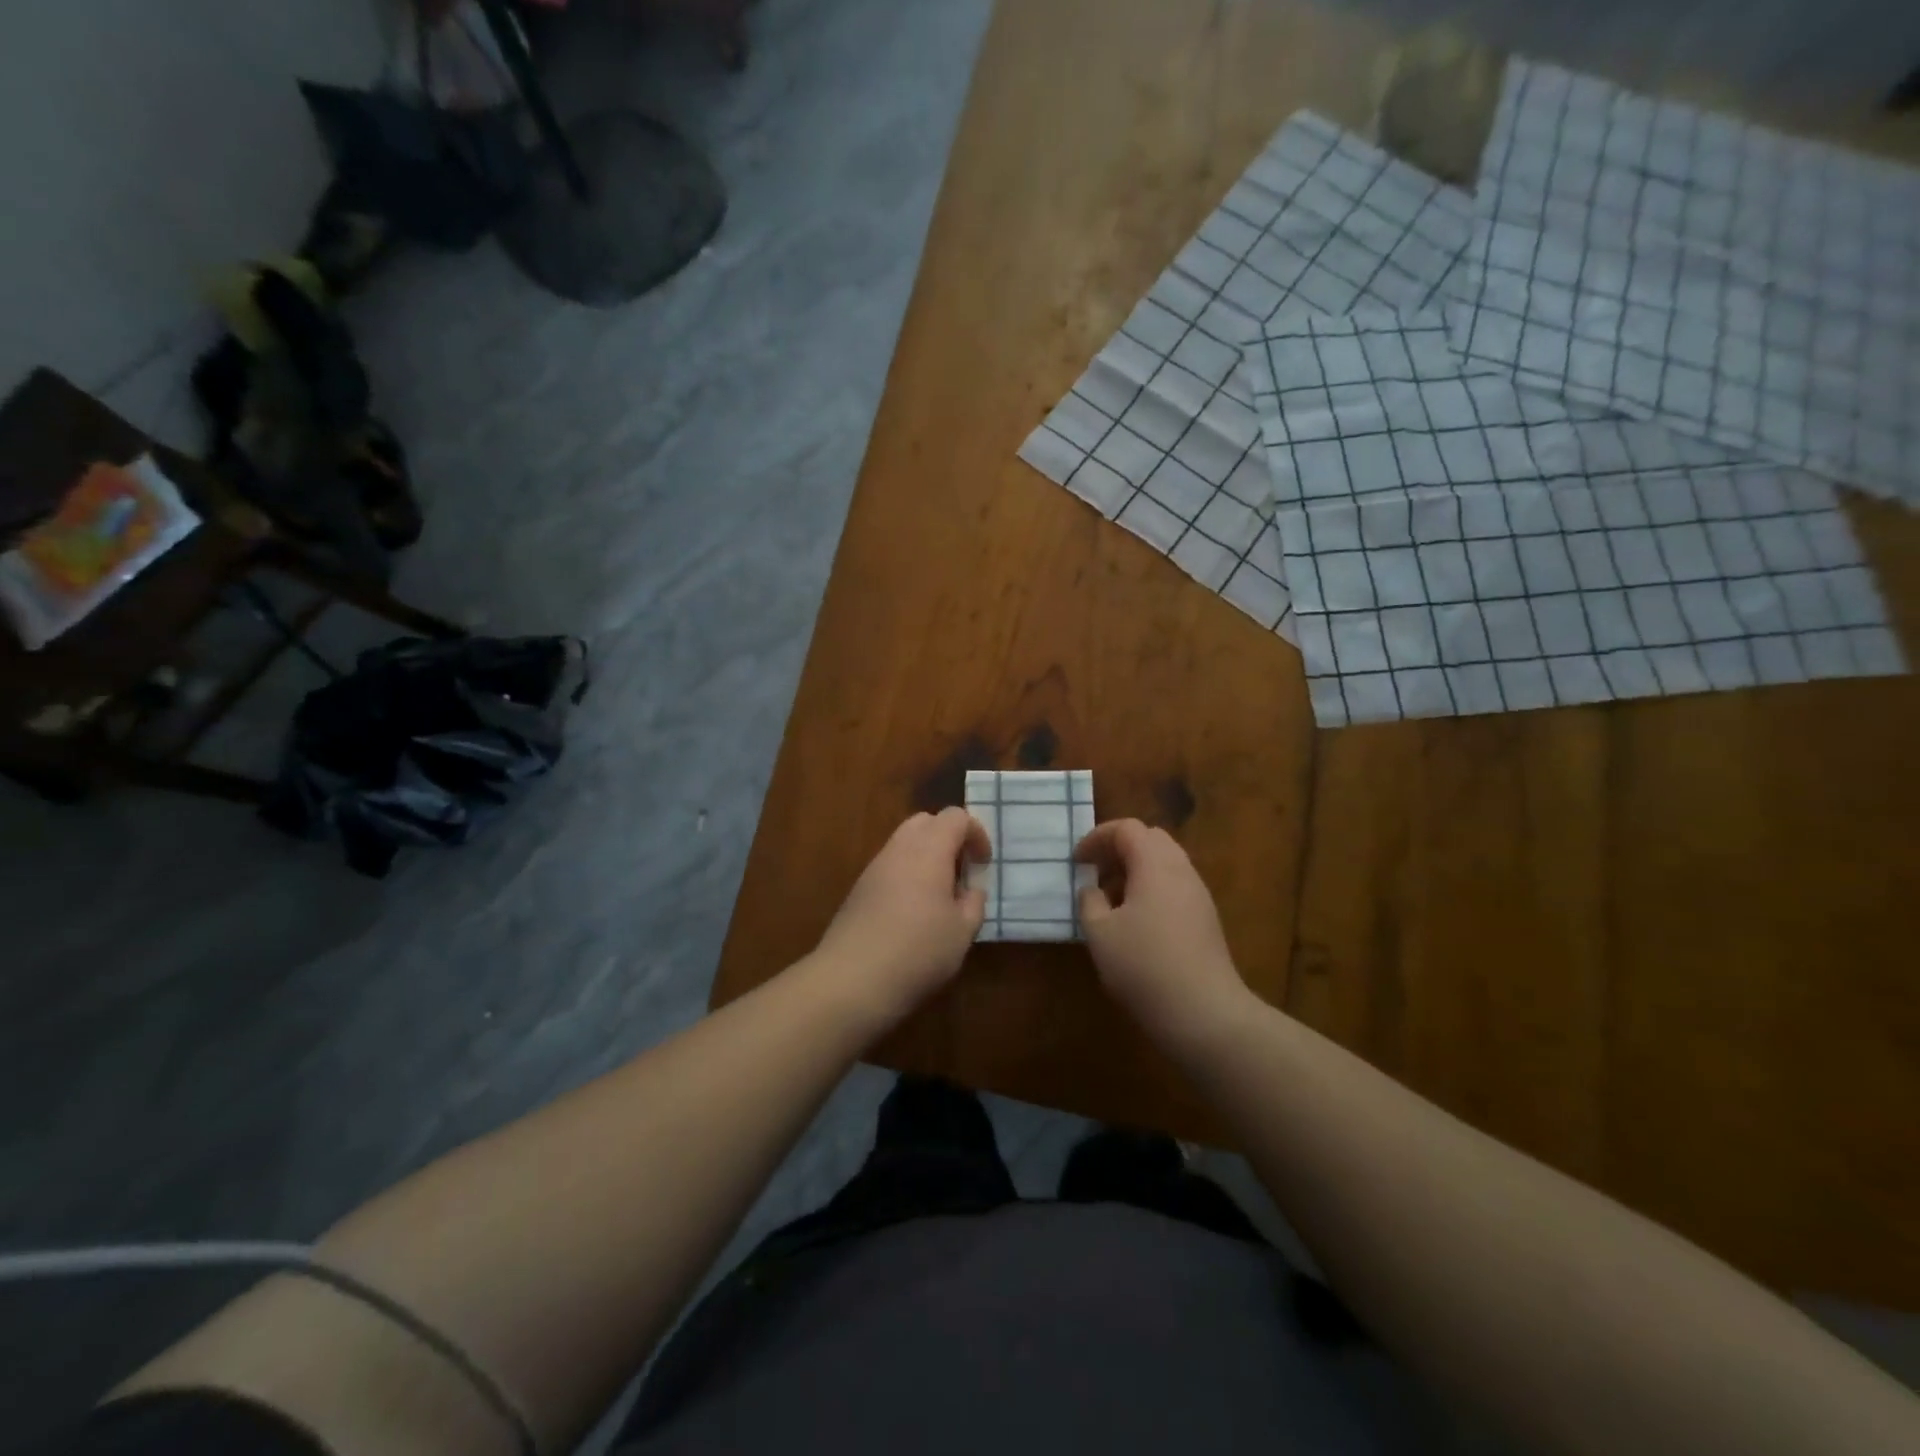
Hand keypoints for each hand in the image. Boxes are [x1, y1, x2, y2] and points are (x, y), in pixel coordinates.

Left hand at [812, 808, 990, 1023]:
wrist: (852, 979)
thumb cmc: (918, 951)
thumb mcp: (963, 932)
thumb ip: (973, 903)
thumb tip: (970, 890)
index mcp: (929, 850)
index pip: (956, 817)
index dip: (976, 834)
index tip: (983, 865)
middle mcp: (899, 849)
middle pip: (926, 821)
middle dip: (948, 838)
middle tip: (961, 872)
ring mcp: (874, 867)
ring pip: (904, 842)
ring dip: (926, 857)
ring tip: (939, 895)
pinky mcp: (859, 889)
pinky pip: (889, 866)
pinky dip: (907, 874)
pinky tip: (913, 911)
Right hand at [1076, 819, 1253, 1047]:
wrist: (1205, 1013)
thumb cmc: (1144, 966)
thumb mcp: (1100, 933)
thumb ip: (1089, 902)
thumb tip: (1092, 889)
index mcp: (1155, 864)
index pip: (1127, 828)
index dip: (1097, 837)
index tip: (1077, 860)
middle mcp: (1181, 870)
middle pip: (1150, 839)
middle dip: (1118, 849)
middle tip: (1095, 872)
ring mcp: (1198, 894)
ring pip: (1165, 863)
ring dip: (1135, 870)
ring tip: (1110, 899)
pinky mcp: (1206, 919)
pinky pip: (1174, 886)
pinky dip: (1151, 888)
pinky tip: (1135, 922)